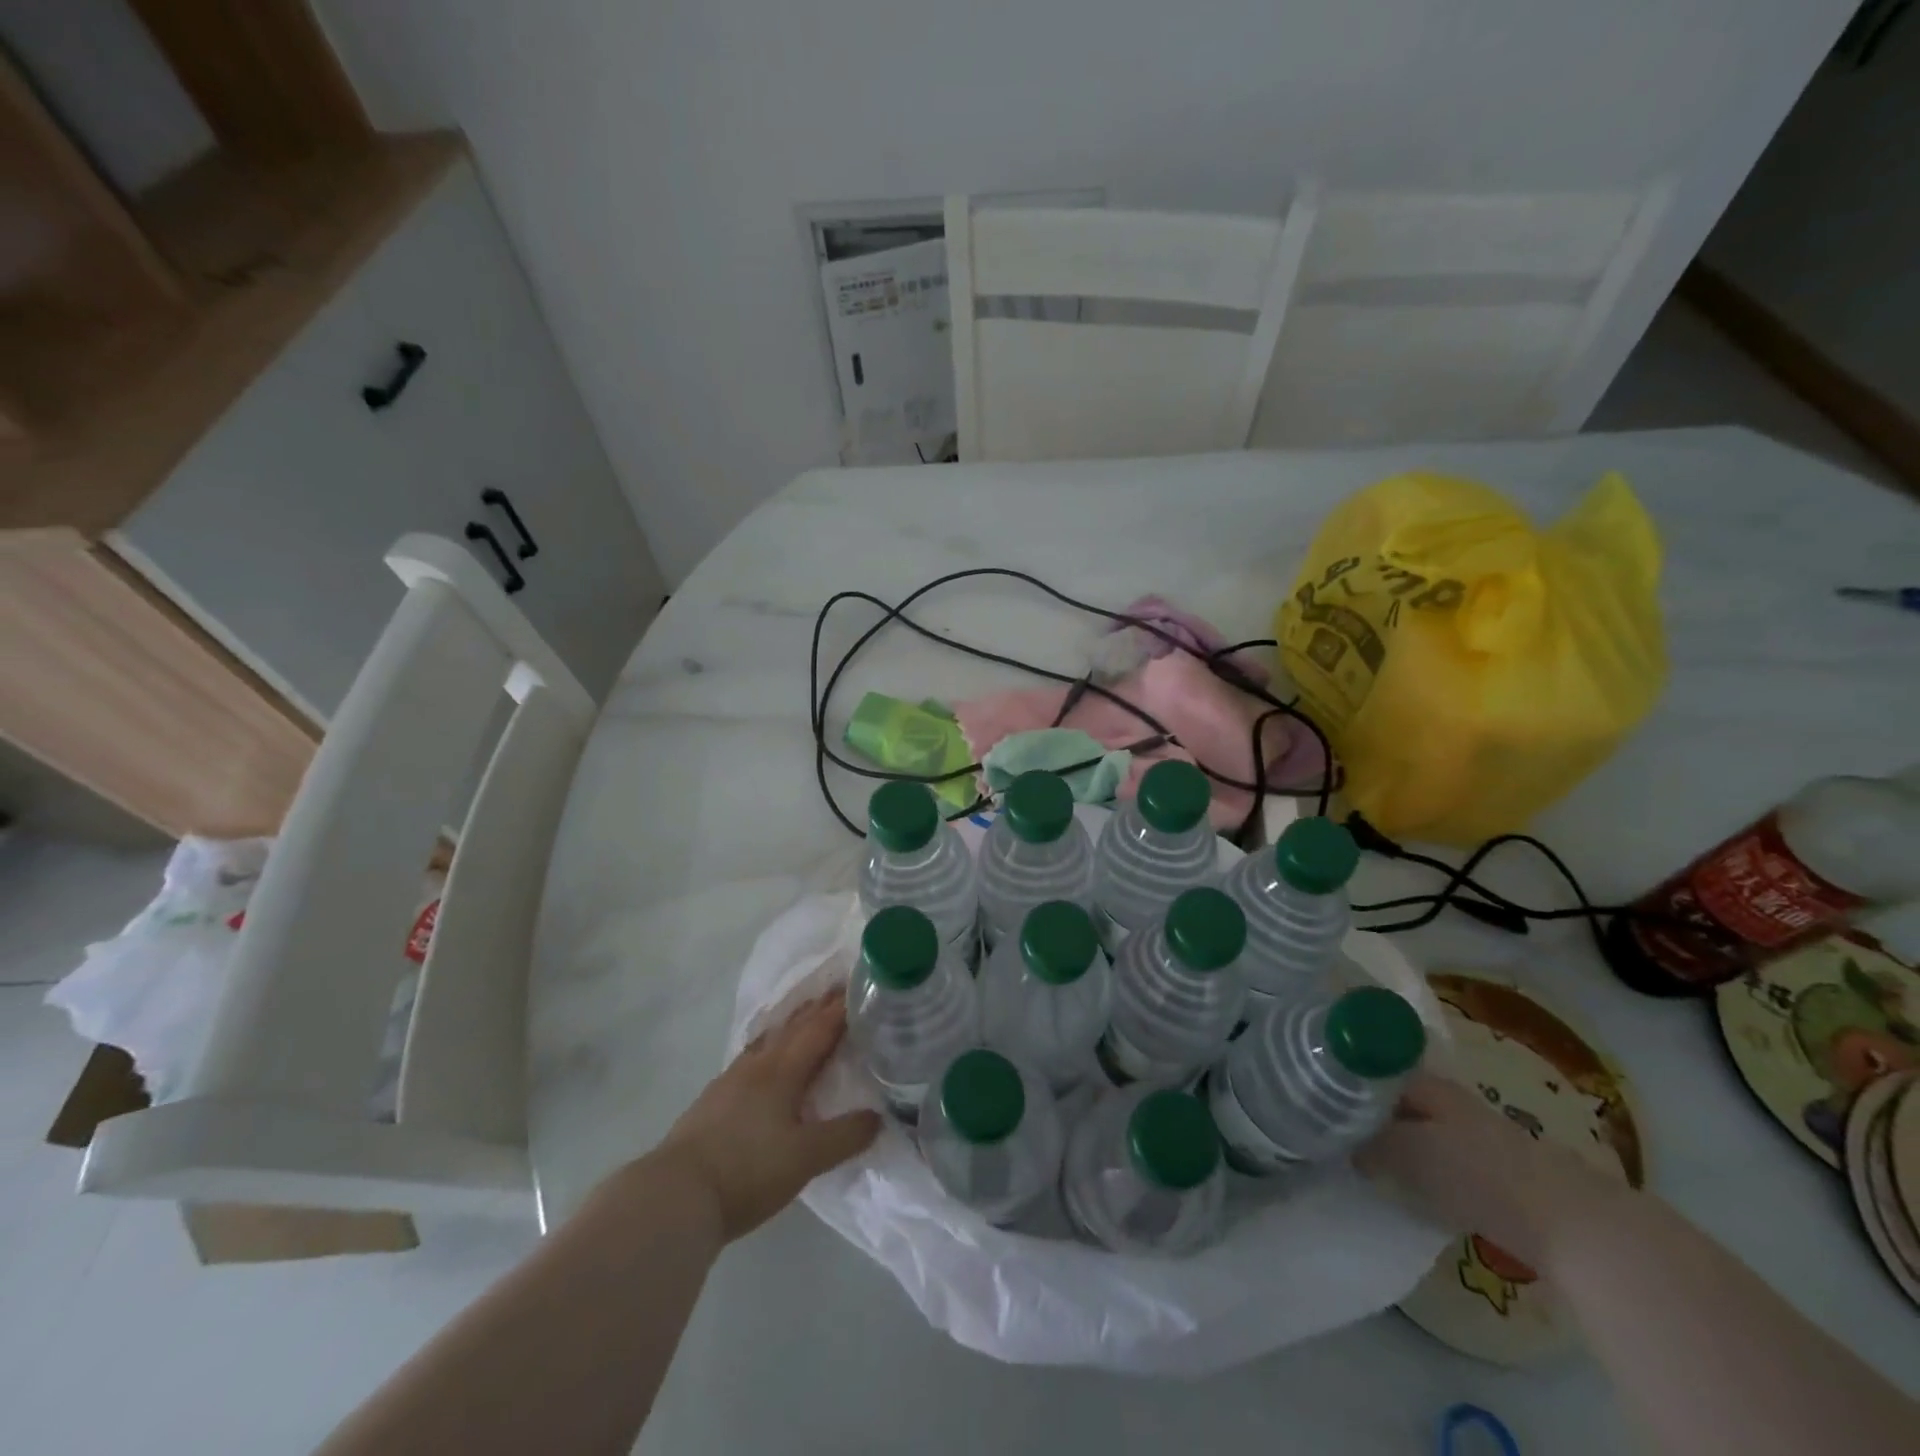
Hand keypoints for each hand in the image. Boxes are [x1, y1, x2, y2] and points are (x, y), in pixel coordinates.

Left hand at [653, 994, 881, 1242]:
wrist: (676, 1195)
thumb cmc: (747, 1170)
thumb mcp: (805, 1158)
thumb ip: (844, 1136)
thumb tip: (877, 1117)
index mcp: (783, 1071)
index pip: (818, 1030)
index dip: (839, 1010)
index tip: (858, 986)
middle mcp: (757, 1066)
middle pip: (792, 1029)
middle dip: (817, 1009)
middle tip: (838, 991)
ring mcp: (730, 1081)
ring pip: (768, 1041)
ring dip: (790, 1025)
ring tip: (803, 1016)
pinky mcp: (713, 1101)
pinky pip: (751, 1059)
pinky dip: (768, 1048)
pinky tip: (764, 1061)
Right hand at [1356, 1072, 1627, 1272]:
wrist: (1573, 1228)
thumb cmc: (1480, 1176)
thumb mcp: (1408, 1154)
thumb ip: (1370, 1143)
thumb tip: (1346, 1146)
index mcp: (1427, 1084)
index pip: (1375, 1066)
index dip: (1346, 1076)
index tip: (1317, 1091)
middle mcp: (1451, 1100)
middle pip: (1397, 1098)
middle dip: (1368, 1111)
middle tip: (1332, 1128)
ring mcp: (1479, 1136)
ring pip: (1421, 1129)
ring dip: (1396, 1140)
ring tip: (1364, 1159)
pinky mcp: (1498, 1174)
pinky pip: (1444, 1160)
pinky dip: (1423, 1168)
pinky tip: (1410, 1187)